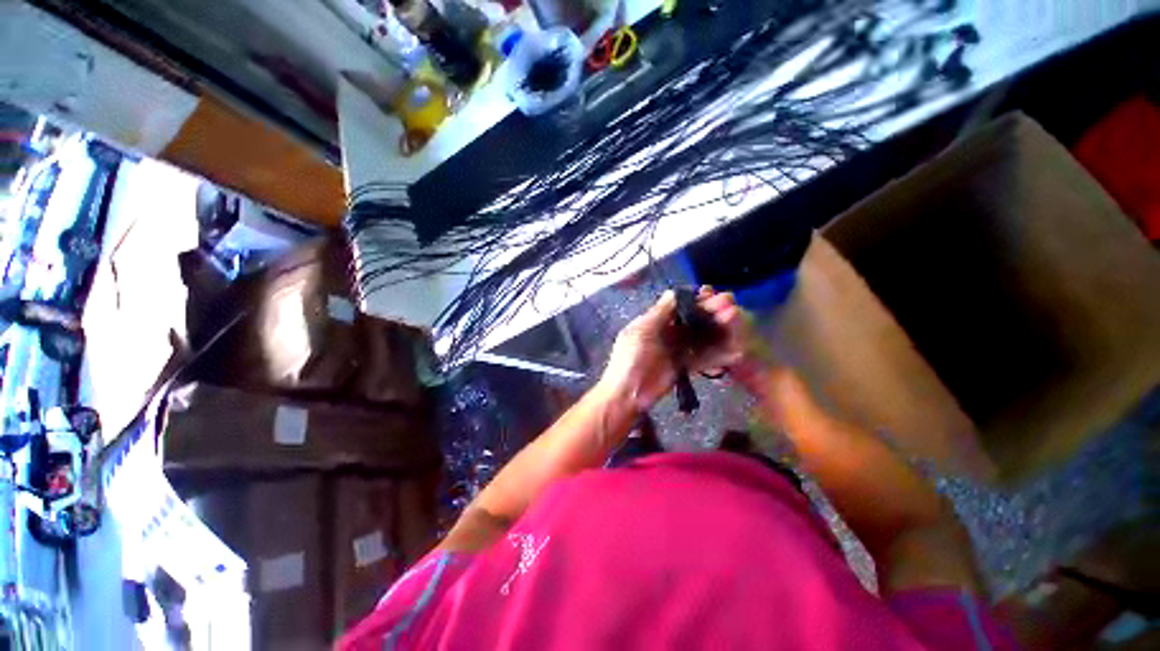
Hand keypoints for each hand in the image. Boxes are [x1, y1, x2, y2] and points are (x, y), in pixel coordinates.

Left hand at [598, 288, 753, 413]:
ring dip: (719, 330)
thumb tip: (673, 290)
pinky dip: (718, 355)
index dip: (695, 299)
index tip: (712, 294)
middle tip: (730, 307)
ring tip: (735, 322)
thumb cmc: (631, 358)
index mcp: (655, 320)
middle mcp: (669, 332)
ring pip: (702, 336)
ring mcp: (677, 349)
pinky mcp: (684, 366)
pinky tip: (735, 351)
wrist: (628, 393)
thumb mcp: (642, 331)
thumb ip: (659, 312)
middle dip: (711, 312)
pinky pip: (703, 357)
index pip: (678, 305)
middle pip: (693, 319)